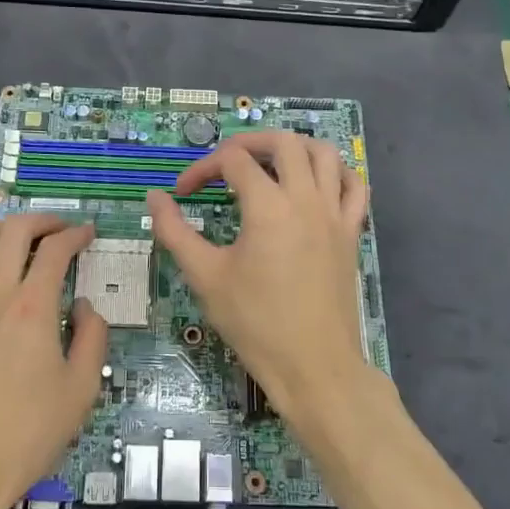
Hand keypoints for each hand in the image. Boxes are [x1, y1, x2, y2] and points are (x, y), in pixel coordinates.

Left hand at [0, 215, 106, 508]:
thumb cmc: (28, 433)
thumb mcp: (82, 389)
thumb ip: (92, 337)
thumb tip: (83, 307)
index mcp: (33, 307)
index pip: (55, 249)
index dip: (76, 234)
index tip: (89, 234)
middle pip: (13, 231)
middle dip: (41, 220)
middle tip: (61, 229)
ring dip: (4, 231)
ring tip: (24, 239)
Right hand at [146, 131, 374, 440]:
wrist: (314, 367)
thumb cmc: (256, 323)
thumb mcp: (206, 277)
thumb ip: (175, 232)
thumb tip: (155, 198)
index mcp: (268, 206)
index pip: (232, 161)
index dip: (201, 169)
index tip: (183, 194)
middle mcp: (305, 199)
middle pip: (282, 141)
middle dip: (248, 142)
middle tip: (225, 163)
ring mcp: (334, 214)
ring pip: (324, 154)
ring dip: (295, 147)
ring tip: (270, 163)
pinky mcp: (351, 232)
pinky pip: (354, 186)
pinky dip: (337, 172)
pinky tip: (317, 182)